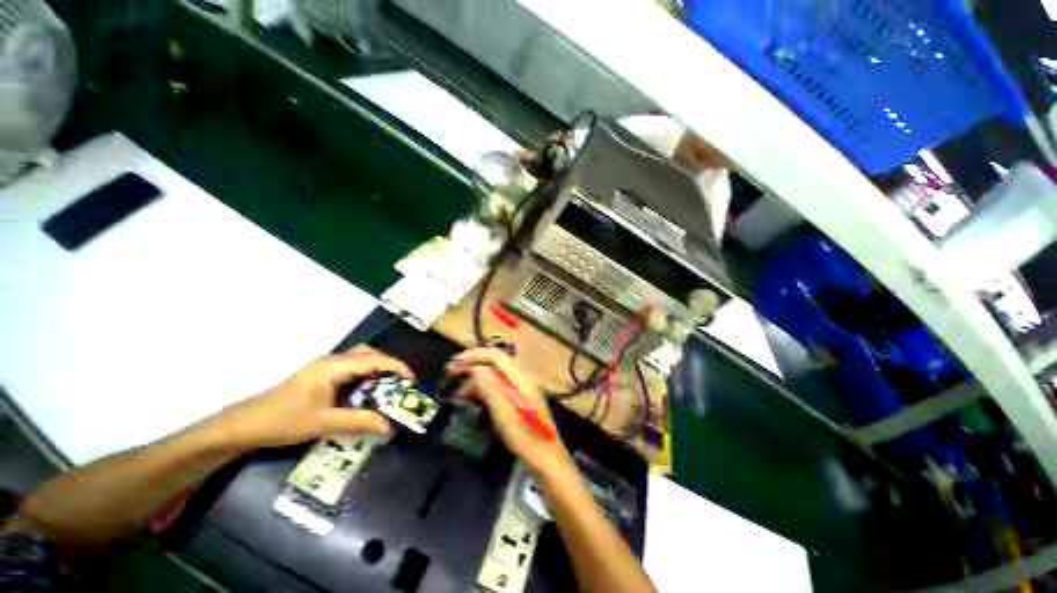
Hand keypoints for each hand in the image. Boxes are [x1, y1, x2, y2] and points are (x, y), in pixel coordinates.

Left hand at [212, 345, 412, 449]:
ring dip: (376, 373)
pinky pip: (350, 371)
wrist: (244, 425)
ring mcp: (324, 368)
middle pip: (369, 355)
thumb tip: (390, 426)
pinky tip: (364, 396)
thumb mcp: (324, 423)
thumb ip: (359, 422)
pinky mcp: (320, 377)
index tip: (411, 381)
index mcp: (334, 366)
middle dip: (388, 367)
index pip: (375, 359)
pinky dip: (364, 379)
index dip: (397, 368)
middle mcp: (332, 361)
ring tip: (386, 391)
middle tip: (399, 386)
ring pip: (360, 361)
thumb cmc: (283, 420)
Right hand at [446, 349, 572, 475]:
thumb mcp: (504, 415)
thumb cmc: (525, 438)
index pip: (496, 356)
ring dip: (476, 379)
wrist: (546, 458)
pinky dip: (483, 389)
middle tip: (451, 374)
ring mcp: (522, 388)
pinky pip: (498, 386)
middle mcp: (522, 378)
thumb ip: (491, 389)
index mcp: (520, 379)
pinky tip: (472, 399)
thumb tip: (475, 369)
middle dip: (472, 365)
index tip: (454, 363)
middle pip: (495, 363)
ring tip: (458, 393)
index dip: (474, 355)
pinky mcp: (519, 398)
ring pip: (495, 375)